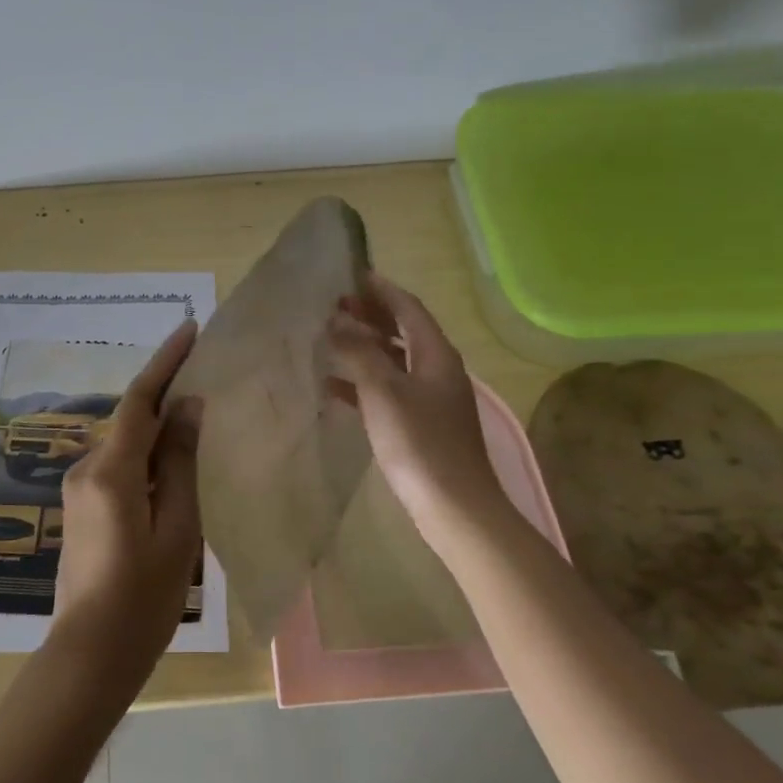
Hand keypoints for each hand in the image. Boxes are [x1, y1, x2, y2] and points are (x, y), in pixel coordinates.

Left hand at [47, 320, 204, 674]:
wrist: (91, 653)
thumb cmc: (144, 598)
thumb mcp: (177, 529)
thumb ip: (180, 465)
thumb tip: (187, 408)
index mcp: (111, 472)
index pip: (140, 401)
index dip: (165, 362)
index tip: (189, 329)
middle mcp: (87, 471)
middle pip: (131, 419)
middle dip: (165, 392)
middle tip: (205, 371)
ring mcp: (80, 491)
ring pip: (126, 444)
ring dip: (158, 426)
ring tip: (199, 416)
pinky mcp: (83, 510)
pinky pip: (119, 467)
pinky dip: (148, 455)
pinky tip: (175, 463)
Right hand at [326, 274, 502, 543]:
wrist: (453, 506)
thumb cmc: (419, 442)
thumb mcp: (384, 391)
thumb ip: (360, 352)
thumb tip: (337, 321)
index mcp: (436, 355)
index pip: (409, 309)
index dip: (381, 290)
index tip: (352, 276)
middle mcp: (438, 370)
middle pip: (403, 332)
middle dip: (371, 316)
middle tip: (335, 306)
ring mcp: (432, 400)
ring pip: (395, 361)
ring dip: (365, 348)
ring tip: (330, 340)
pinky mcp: (421, 426)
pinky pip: (389, 391)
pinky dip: (363, 383)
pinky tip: (334, 388)